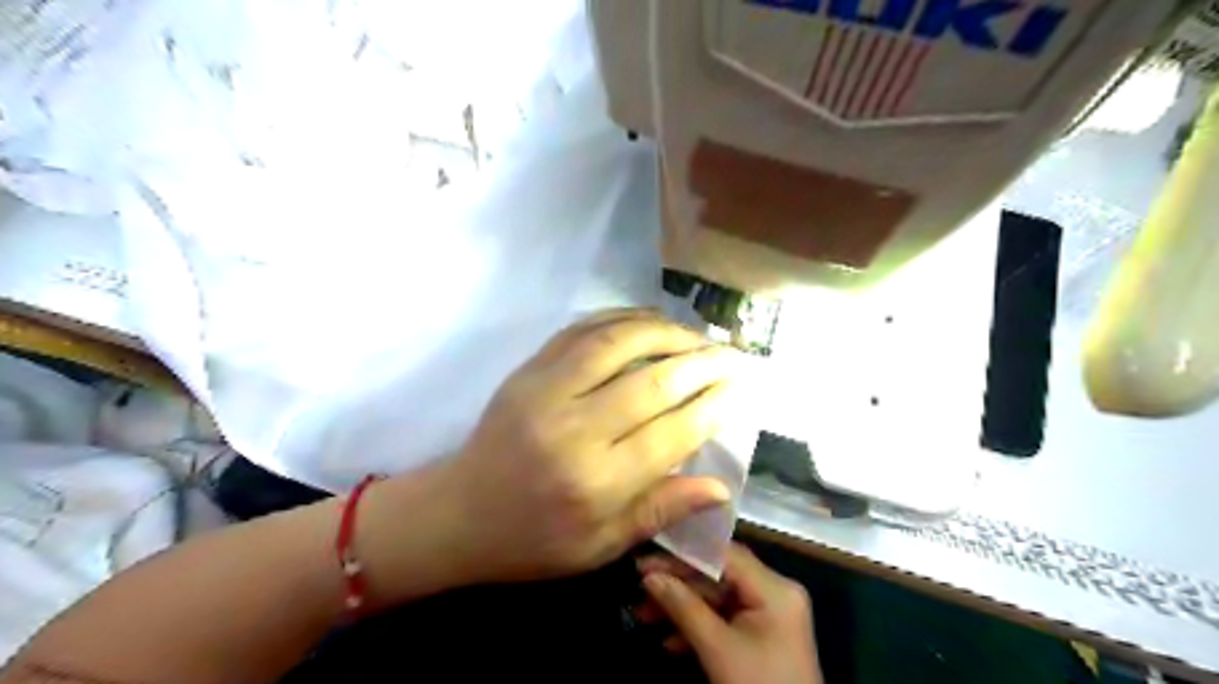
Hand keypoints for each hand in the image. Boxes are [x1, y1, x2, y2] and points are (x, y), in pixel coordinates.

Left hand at [437, 310, 743, 583]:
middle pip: (653, 382)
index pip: (672, 433)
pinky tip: (650, 320)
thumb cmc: (533, 540)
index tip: (741, 386)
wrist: (458, 513)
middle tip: (733, 354)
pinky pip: (582, 330)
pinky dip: (622, 318)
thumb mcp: (600, 546)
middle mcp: (574, 428)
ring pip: (619, 343)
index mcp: (596, 482)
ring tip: (698, 335)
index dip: (713, 405)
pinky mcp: (529, 369)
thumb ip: (660, 510)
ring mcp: (546, 390)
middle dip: (702, 363)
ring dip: (667, 332)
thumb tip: (721, 486)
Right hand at [640, 545, 827, 683]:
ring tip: (643, 614)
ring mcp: (770, 614)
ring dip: (681, 607)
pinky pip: (724, 619)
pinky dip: (697, 627)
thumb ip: (683, 607)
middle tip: (639, 586)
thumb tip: (649, 577)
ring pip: (717, 598)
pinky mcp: (762, 635)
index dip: (683, 553)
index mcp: (774, 588)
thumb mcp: (718, 650)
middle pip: (718, 575)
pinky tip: (669, 641)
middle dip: (678, 584)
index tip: (647, 557)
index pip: (723, 554)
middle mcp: (775, 592)